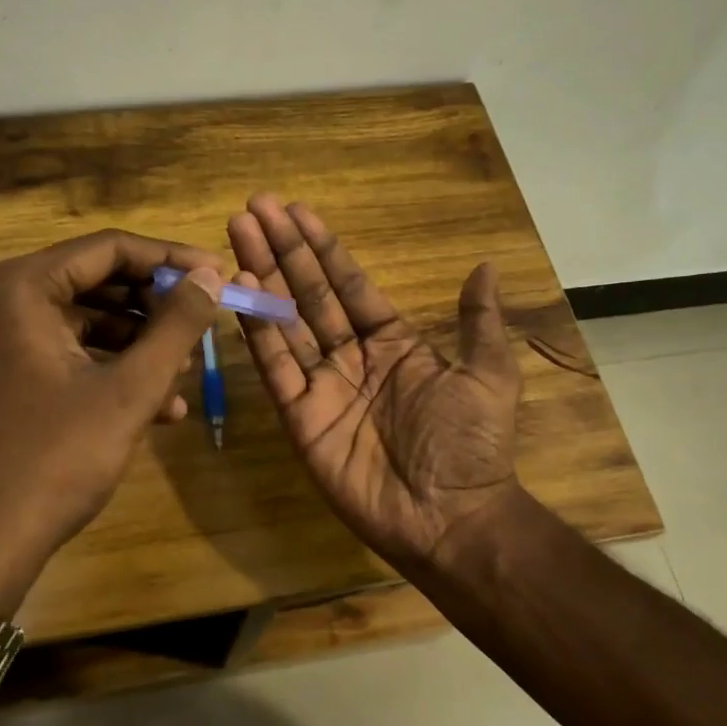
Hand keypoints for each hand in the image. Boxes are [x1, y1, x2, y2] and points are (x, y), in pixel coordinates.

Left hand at [0, 230, 225, 610]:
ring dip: (133, 345)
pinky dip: (101, 369)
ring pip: (76, 322)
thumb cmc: (55, 460)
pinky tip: (152, 406)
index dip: (170, 260)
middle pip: (90, 282)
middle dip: (152, 308)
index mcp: (16, 289)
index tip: (216, 274)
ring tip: (183, 376)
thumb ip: (176, 326)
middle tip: (202, 327)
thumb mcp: (129, 391)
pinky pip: (54, 354)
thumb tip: (211, 274)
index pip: (107, 249)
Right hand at [228, 195, 522, 566]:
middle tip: (253, 208)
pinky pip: (276, 367)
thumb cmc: (471, 444)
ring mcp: (322, 386)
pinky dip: (258, 332)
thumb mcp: (488, 375)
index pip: (348, 283)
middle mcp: (351, 357)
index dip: (323, 247)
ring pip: (285, 322)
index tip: (296, 210)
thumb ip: (478, 321)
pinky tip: (242, 292)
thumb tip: (486, 267)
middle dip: (282, 250)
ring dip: (262, 279)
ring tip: (237, 235)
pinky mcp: (299, 417)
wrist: (451, 517)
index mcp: (392, 342)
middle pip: (308, 293)